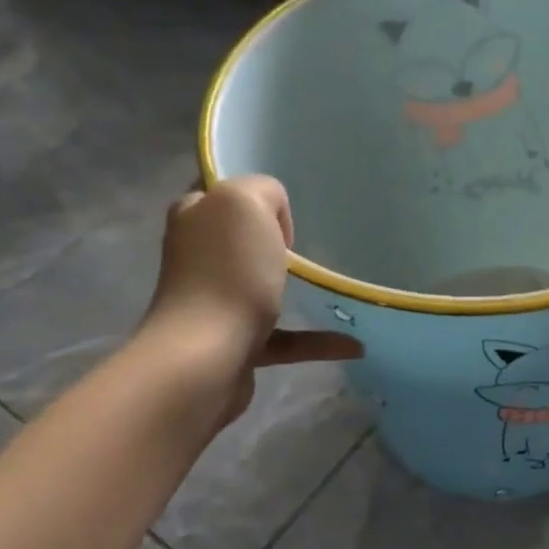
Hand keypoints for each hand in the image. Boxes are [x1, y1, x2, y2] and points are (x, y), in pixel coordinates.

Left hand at [139, 180, 360, 424]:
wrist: (206, 358)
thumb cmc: (228, 272)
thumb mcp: (246, 201)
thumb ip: (263, 190)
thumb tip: (273, 219)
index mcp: (195, 217)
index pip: (221, 191)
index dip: (254, 194)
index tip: (288, 205)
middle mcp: (198, 256)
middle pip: (243, 238)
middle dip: (277, 240)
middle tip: (313, 244)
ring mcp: (214, 302)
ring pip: (262, 286)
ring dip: (297, 288)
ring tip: (335, 288)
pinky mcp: (234, 343)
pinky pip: (285, 337)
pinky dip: (317, 339)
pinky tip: (354, 344)